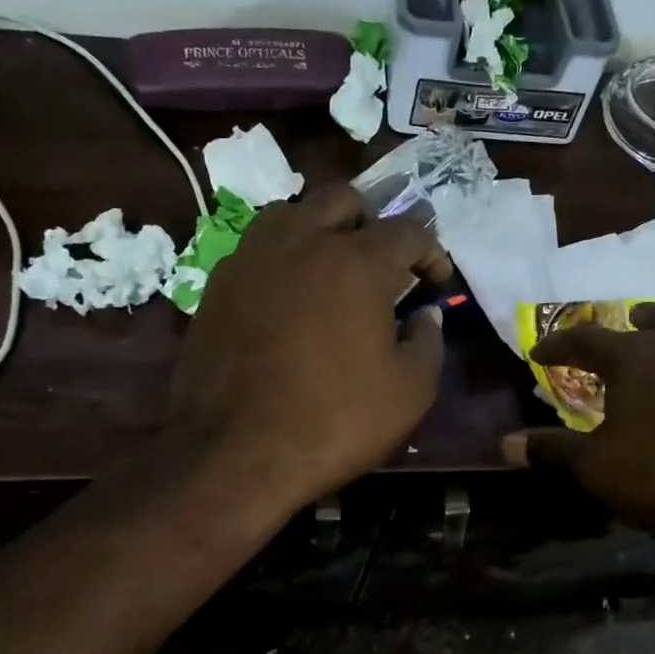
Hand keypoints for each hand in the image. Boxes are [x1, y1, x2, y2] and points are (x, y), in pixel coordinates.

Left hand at [168, 184, 451, 508]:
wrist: (234, 454)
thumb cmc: (333, 422)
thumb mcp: (409, 393)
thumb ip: (428, 342)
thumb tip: (424, 316)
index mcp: (357, 262)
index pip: (407, 230)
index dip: (430, 252)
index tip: (435, 282)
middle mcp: (303, 241)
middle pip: (344, 199)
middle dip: (373, 225)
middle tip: (382, 267)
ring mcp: (252, 257)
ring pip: (293, 212)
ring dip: (321, 230)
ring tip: (330, 271)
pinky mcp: (219, 283)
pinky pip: (258, 247)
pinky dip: (283, 257)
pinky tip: (288, 297)